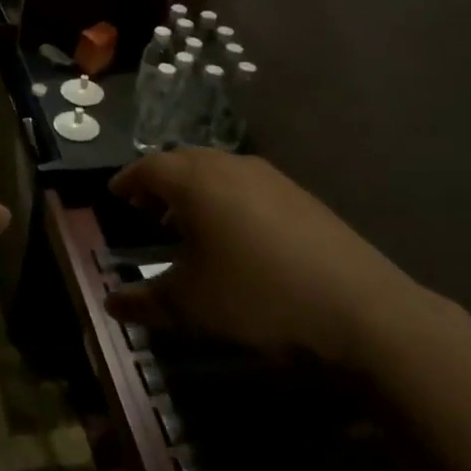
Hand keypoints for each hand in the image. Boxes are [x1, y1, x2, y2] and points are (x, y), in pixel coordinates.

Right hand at [104, 148, 427, 366]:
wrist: (360, 310)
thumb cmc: (257, 298)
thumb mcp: (190, 306)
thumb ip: (144, 302)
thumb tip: (109, 305)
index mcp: (196, 182)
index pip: (148, 167)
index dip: (128, 180)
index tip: (115, 195)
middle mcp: (231, 167)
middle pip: (183, 160)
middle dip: (160, 181)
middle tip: (145, 207)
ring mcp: (271, 178)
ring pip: (218, 170)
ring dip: (195, 188)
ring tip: (187, 221)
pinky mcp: (301, 196)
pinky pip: (248, 184)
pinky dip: (227, 197)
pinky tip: (235, 234)